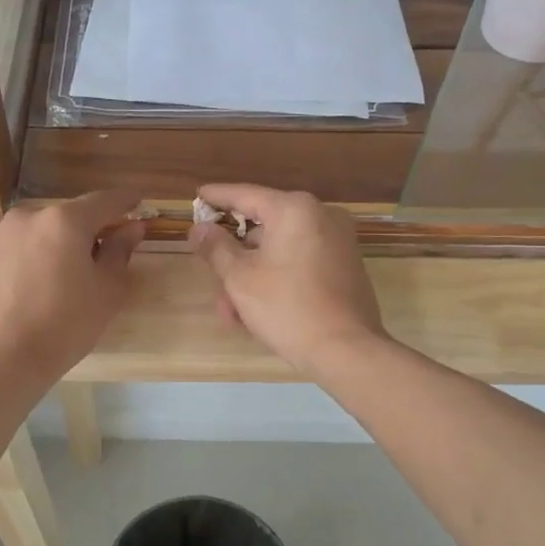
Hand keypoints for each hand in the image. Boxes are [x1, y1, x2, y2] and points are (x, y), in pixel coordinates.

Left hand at [0, 190, 144, 386]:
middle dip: (80, 232)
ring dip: (45, 247)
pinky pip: (4, 253)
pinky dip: (16, 263)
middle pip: (63, 218)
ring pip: (30, 234)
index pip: (103, 201)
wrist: (2, 360)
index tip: (136, 202)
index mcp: (65, 221)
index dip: (124, 201)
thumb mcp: (107, 291)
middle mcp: (26, 217)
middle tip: (91, 259)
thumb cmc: (65, 326)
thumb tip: (132, 227)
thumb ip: (120, 251)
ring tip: (50, 280)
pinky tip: (19, 291)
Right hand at [190, 184, 386, 377]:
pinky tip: (257, 310)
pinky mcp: (346, 265)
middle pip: (263, 227)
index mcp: (294, 209)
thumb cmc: (287, 308)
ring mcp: (338, 241)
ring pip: (280, 250)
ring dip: (252, 275)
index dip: (217, 197)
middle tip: (211, 276)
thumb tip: (199, 229)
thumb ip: (216, 248)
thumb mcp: (240, 278)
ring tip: (231, 312)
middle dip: (234, 257)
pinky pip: (300, 262)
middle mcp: (321, 215)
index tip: (197, 196)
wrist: (347, 350)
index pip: (245, 195)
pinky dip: (277, 278)